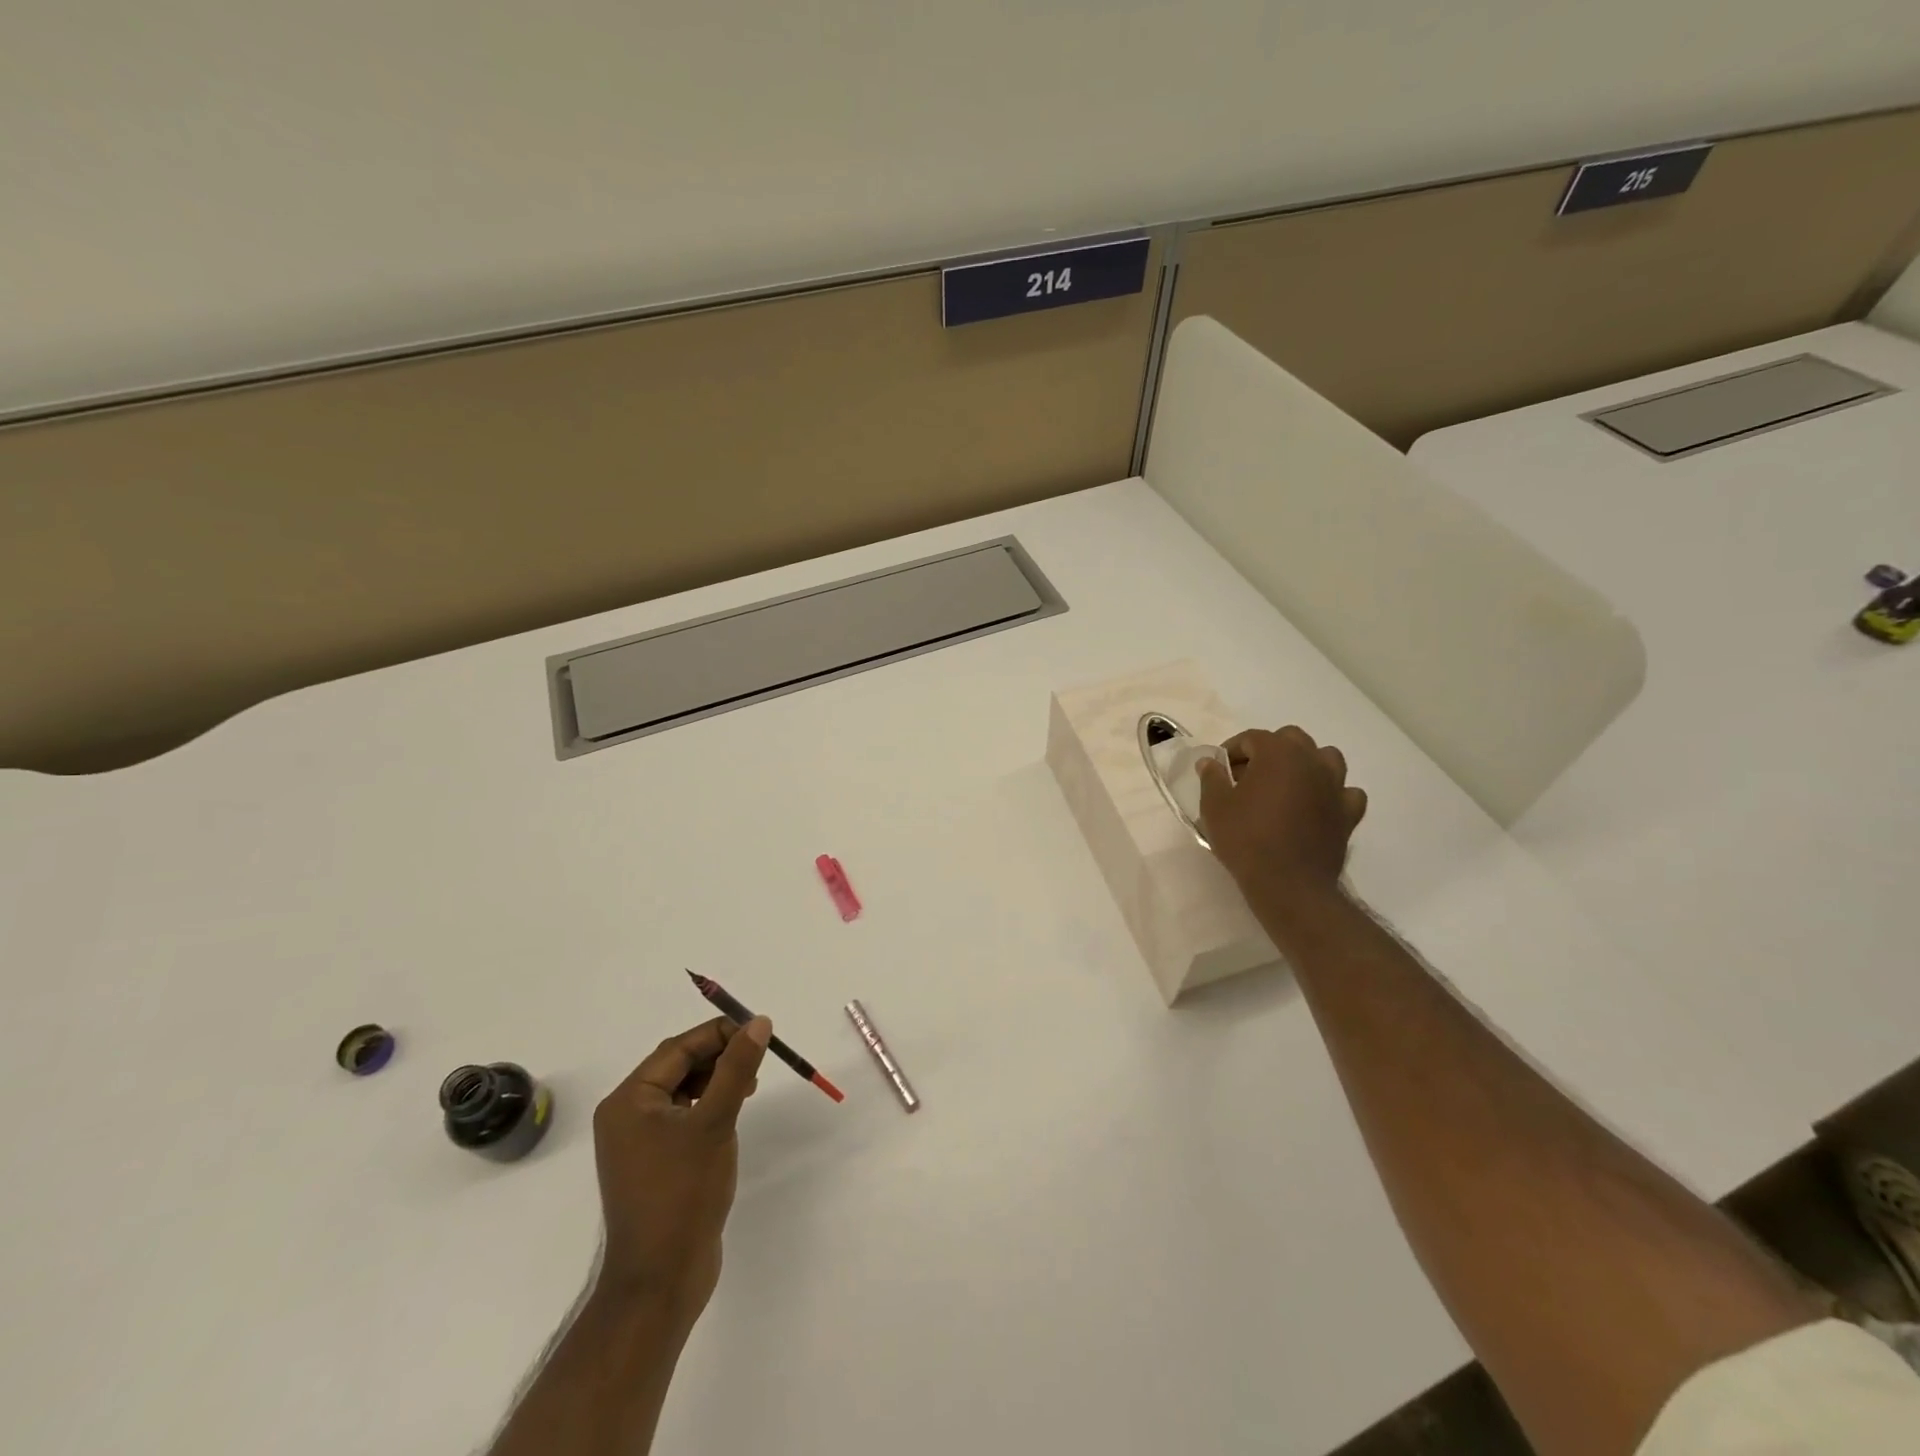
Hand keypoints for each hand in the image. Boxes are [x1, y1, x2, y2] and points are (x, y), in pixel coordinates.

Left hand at [591, 1015, 770, 1323]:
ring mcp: (638, 1142)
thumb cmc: (682, 1194)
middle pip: (678, 1065)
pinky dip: (708, 1106)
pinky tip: (731, 1115)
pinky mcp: (654, 1163)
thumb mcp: (715, 1122)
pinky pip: (682, 1116)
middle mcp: (626, 1115)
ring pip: (682, 1090)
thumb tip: (758, 1022)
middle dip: (719, 1057)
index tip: (760, 1033)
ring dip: (716, 1080)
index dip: (720, 1034)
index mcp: (628, 1101)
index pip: (678, 1048)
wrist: (660, 1282)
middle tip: (758, 1061)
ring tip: (749, 1088)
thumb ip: (737, 1068)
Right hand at [1196, 726, 1367, 908]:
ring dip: (1305, 764)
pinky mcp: (1348, 813)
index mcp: (1278, 753)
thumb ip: (1212, 778)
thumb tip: (1211, 762)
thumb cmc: (1246, 839)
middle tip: (1248, 776)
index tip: (1219, 771)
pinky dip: (1332, 793)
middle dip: (1268, 751)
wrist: (1288, 884)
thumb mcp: (1214, 807)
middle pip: (1291, 739)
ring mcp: (1335, 786)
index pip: (1252, 738)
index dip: (1231, 750)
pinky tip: (1316, 806)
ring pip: (1325, 758)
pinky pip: (1345, 792)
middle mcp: (1311, 761)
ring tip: (1285, 786)